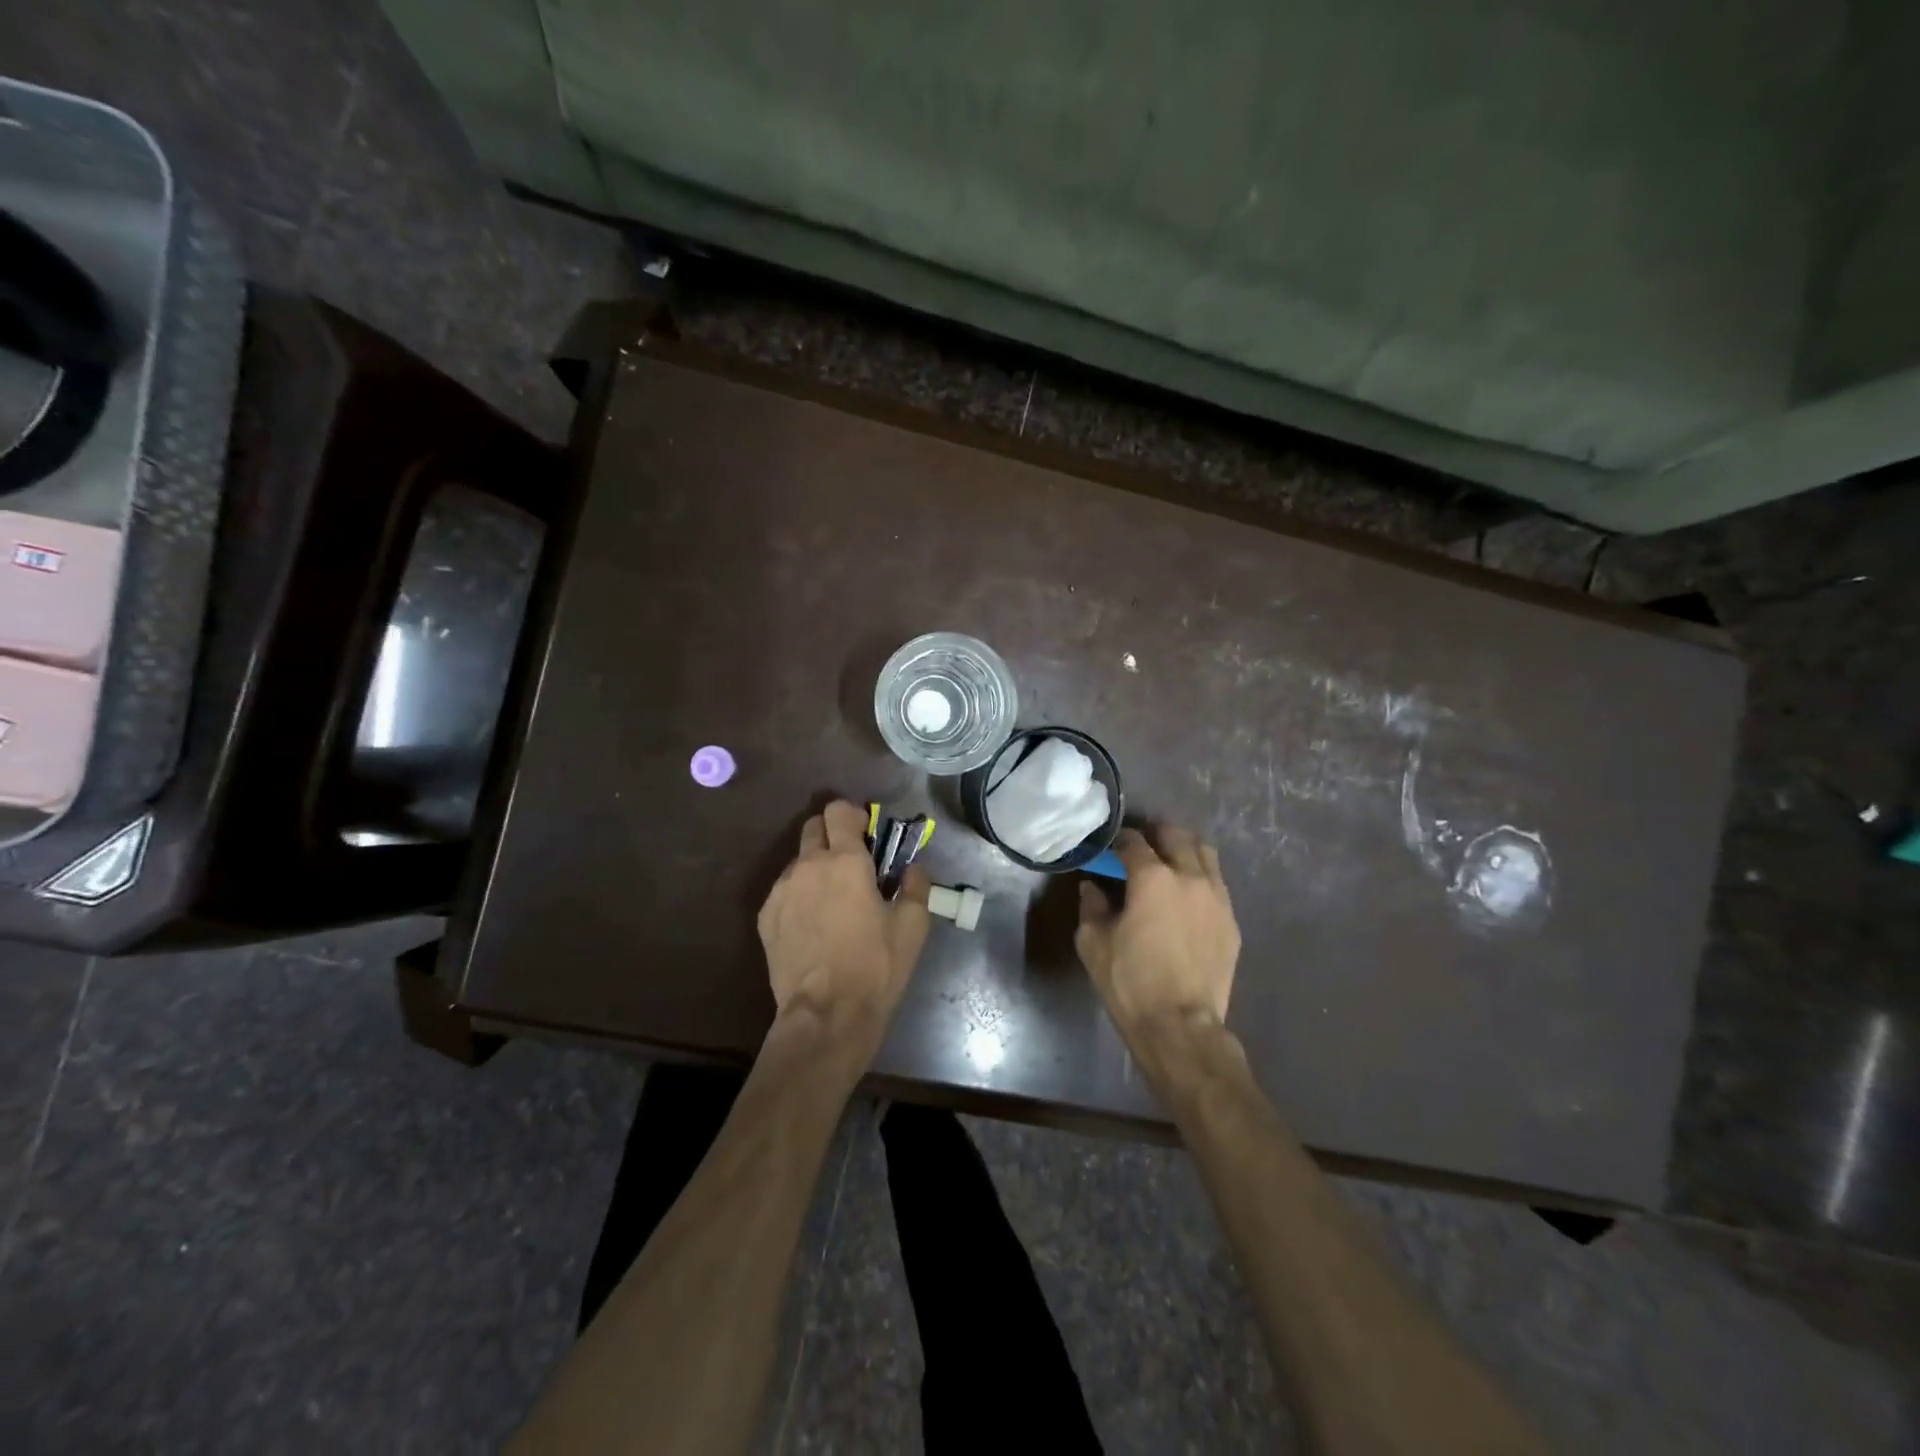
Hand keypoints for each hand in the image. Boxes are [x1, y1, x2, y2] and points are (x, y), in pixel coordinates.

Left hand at [758, 800, 930, 1049]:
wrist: (826, 1015)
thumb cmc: (876, 966)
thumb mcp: (913, 925)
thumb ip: (915, 886)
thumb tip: (913, 868)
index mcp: (845, 860)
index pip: (838, 811)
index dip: (853, 814)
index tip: (867, 833)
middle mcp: (807, 865)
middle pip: (812, 827)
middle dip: (832, 834)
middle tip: (852, 862)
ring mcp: (781, 891)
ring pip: (797, 861)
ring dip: (815, 867)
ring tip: (832, 900)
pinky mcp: (766, 917)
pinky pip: (784, 890)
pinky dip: (800, 894)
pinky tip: (813, 924)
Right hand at [1076, 825, 1239, 1046]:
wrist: (1180, 1025)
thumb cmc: (1130, 981)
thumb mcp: (1094, 943)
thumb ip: (1091, 907)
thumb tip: (1093, 887)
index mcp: (1152, 878)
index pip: (1134, 842)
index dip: (1120, 840)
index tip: (1111, 847)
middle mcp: (1189, 877)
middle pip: (1177, 837)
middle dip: (1157, 835)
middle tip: (1143, 846)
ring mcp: (1217, 898)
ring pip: (1205, 854)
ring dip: (1185, 851)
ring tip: (1171, 863)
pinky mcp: (1232, 922)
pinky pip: (1218, 885)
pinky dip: (1202, 879)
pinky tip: (1189, 897)